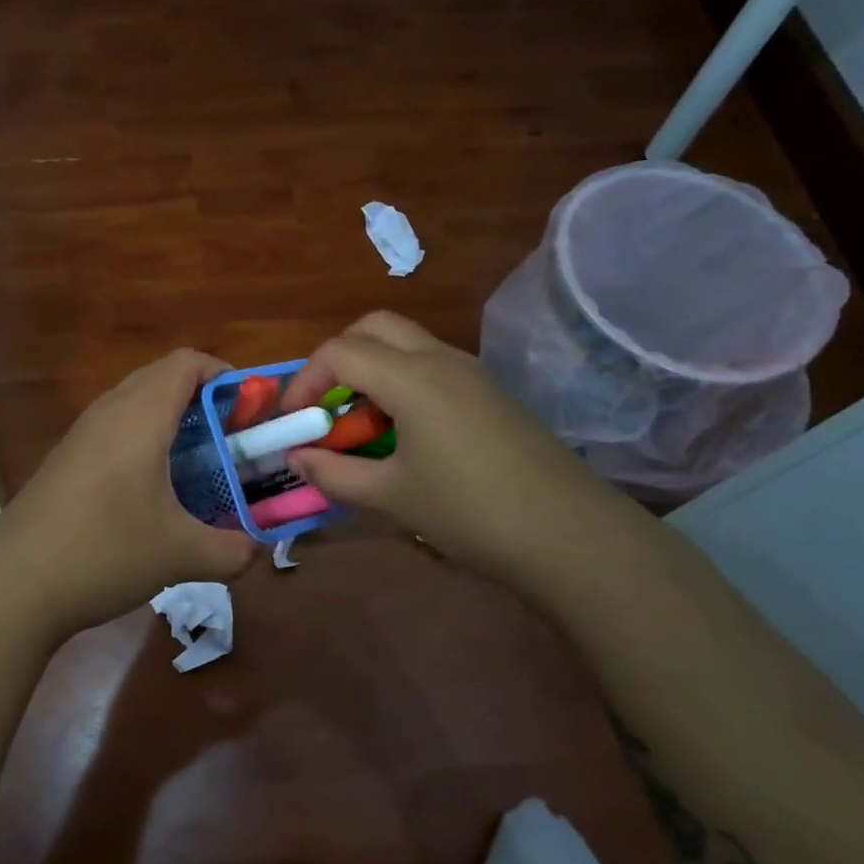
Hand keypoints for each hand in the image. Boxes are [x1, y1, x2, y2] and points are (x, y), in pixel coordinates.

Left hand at [0, 349, 258, 637]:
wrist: (13, 585)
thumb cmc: (105, 551)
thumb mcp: (182, 555)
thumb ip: (233, 551)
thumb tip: (257, 550)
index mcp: (140, 415)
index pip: (187, 363)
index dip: (225, 375)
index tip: (250, 410)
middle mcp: (107, 412)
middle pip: (161, 378)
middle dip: (202, 399)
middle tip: (230, 439)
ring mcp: (79, 436)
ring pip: (133, 405)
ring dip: (170, 422)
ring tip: (198, 465)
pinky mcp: (64, 462)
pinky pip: (112, 432)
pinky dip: (142, 443)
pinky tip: (152, 492)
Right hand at [280, 312, 613, 579]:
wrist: (570, 535)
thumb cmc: (470, 512)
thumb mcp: (391, 497)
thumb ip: (334, 473)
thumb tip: (296, 459)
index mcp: (412, 377)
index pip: (340, 351)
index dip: (305, 381)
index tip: (293, 421)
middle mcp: (441, 359)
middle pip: (373, 328)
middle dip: (337, 360)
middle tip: (325, 408)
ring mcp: (471, 373)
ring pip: (405, 345)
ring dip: (370, 371)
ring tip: (359, 427)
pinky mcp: (489, 393)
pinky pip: (431, 367)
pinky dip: (400, 383)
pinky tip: (402, 436)